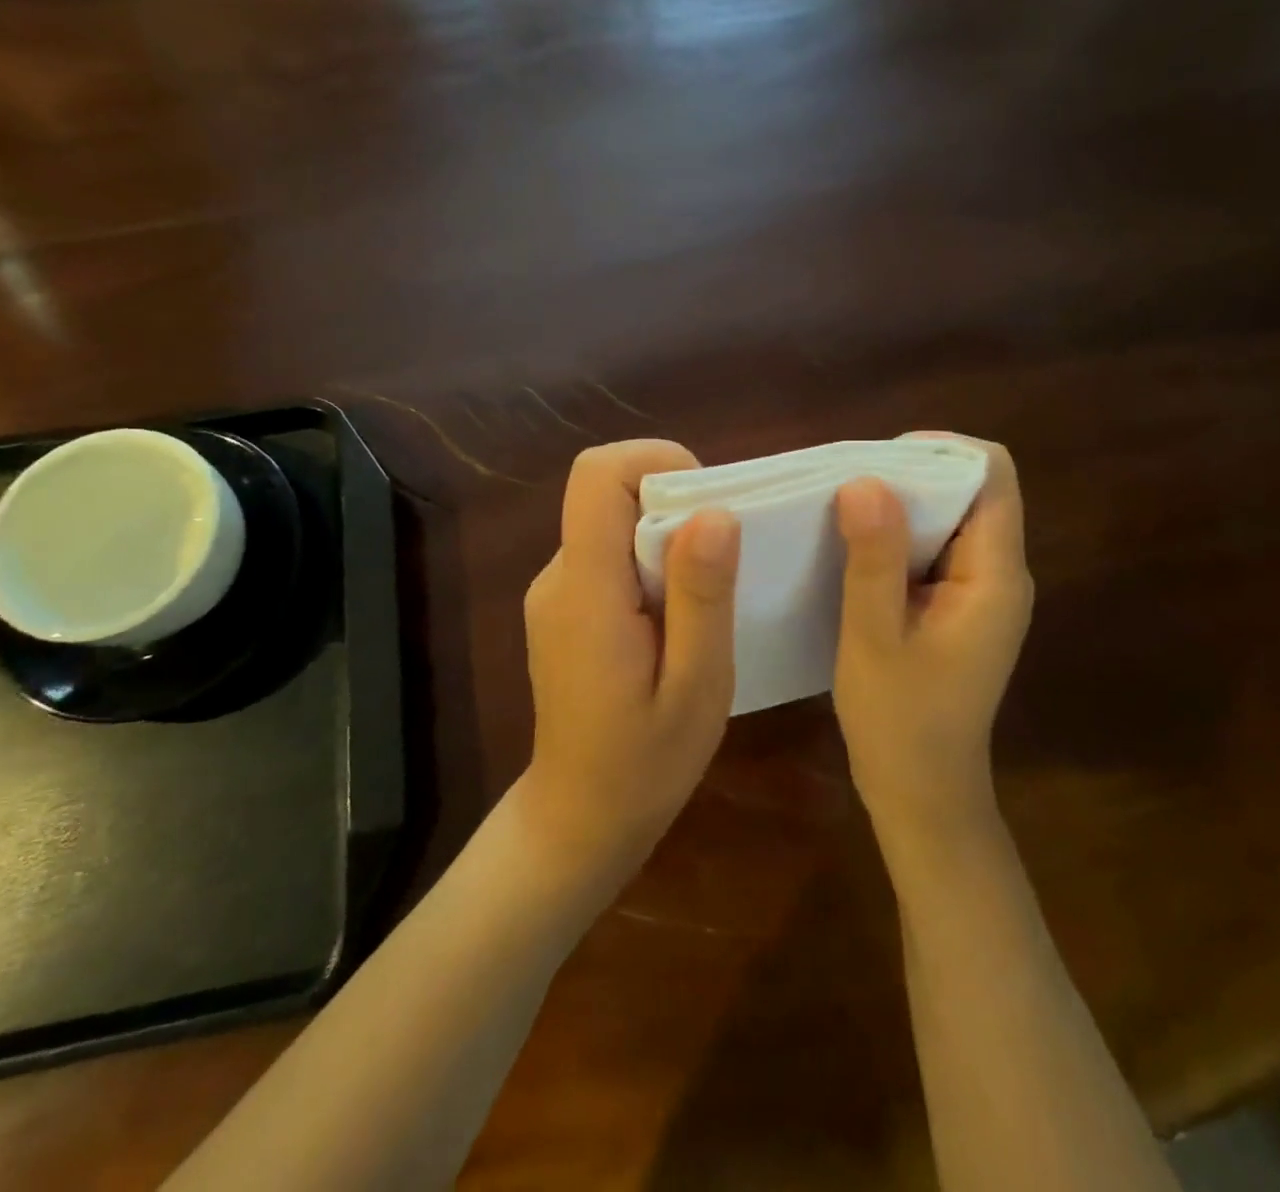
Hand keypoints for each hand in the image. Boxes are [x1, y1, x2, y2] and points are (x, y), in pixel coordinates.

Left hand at [519, 440, 739, 881]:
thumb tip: (714, 511)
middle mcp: (559, 575)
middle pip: (607, 494)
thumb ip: (702, 596)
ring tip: (704, 602)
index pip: (596, 475)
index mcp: (585, 588)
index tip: (708, 503)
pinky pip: (609, 556)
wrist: (580, 818)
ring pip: (612, 524)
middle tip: (723, 564)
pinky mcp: (565, 608)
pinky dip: (648, 565)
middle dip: (673, 504)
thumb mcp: (697, 685)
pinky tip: (675, 623)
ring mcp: (556, 592)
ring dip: (665, 540)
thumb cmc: (644, 764)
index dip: (654, 461)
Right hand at [832, 436, 1032, 839]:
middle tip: (846, 485)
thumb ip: (873, 558)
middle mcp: (999, 575)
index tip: (878, 460)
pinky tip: (854, 548)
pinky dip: (897, 537)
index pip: (991, 476)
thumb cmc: (899, 721)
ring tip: (841, 510)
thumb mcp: (874, 637)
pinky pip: (934, 550)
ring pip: (949, 519)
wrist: (923, 794)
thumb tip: (865, 479)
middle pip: (971, 491)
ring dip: (901, 506)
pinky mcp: (958, 608)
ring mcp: (981, 593)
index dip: (940, 450)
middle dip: (912, 475)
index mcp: (995, 576)